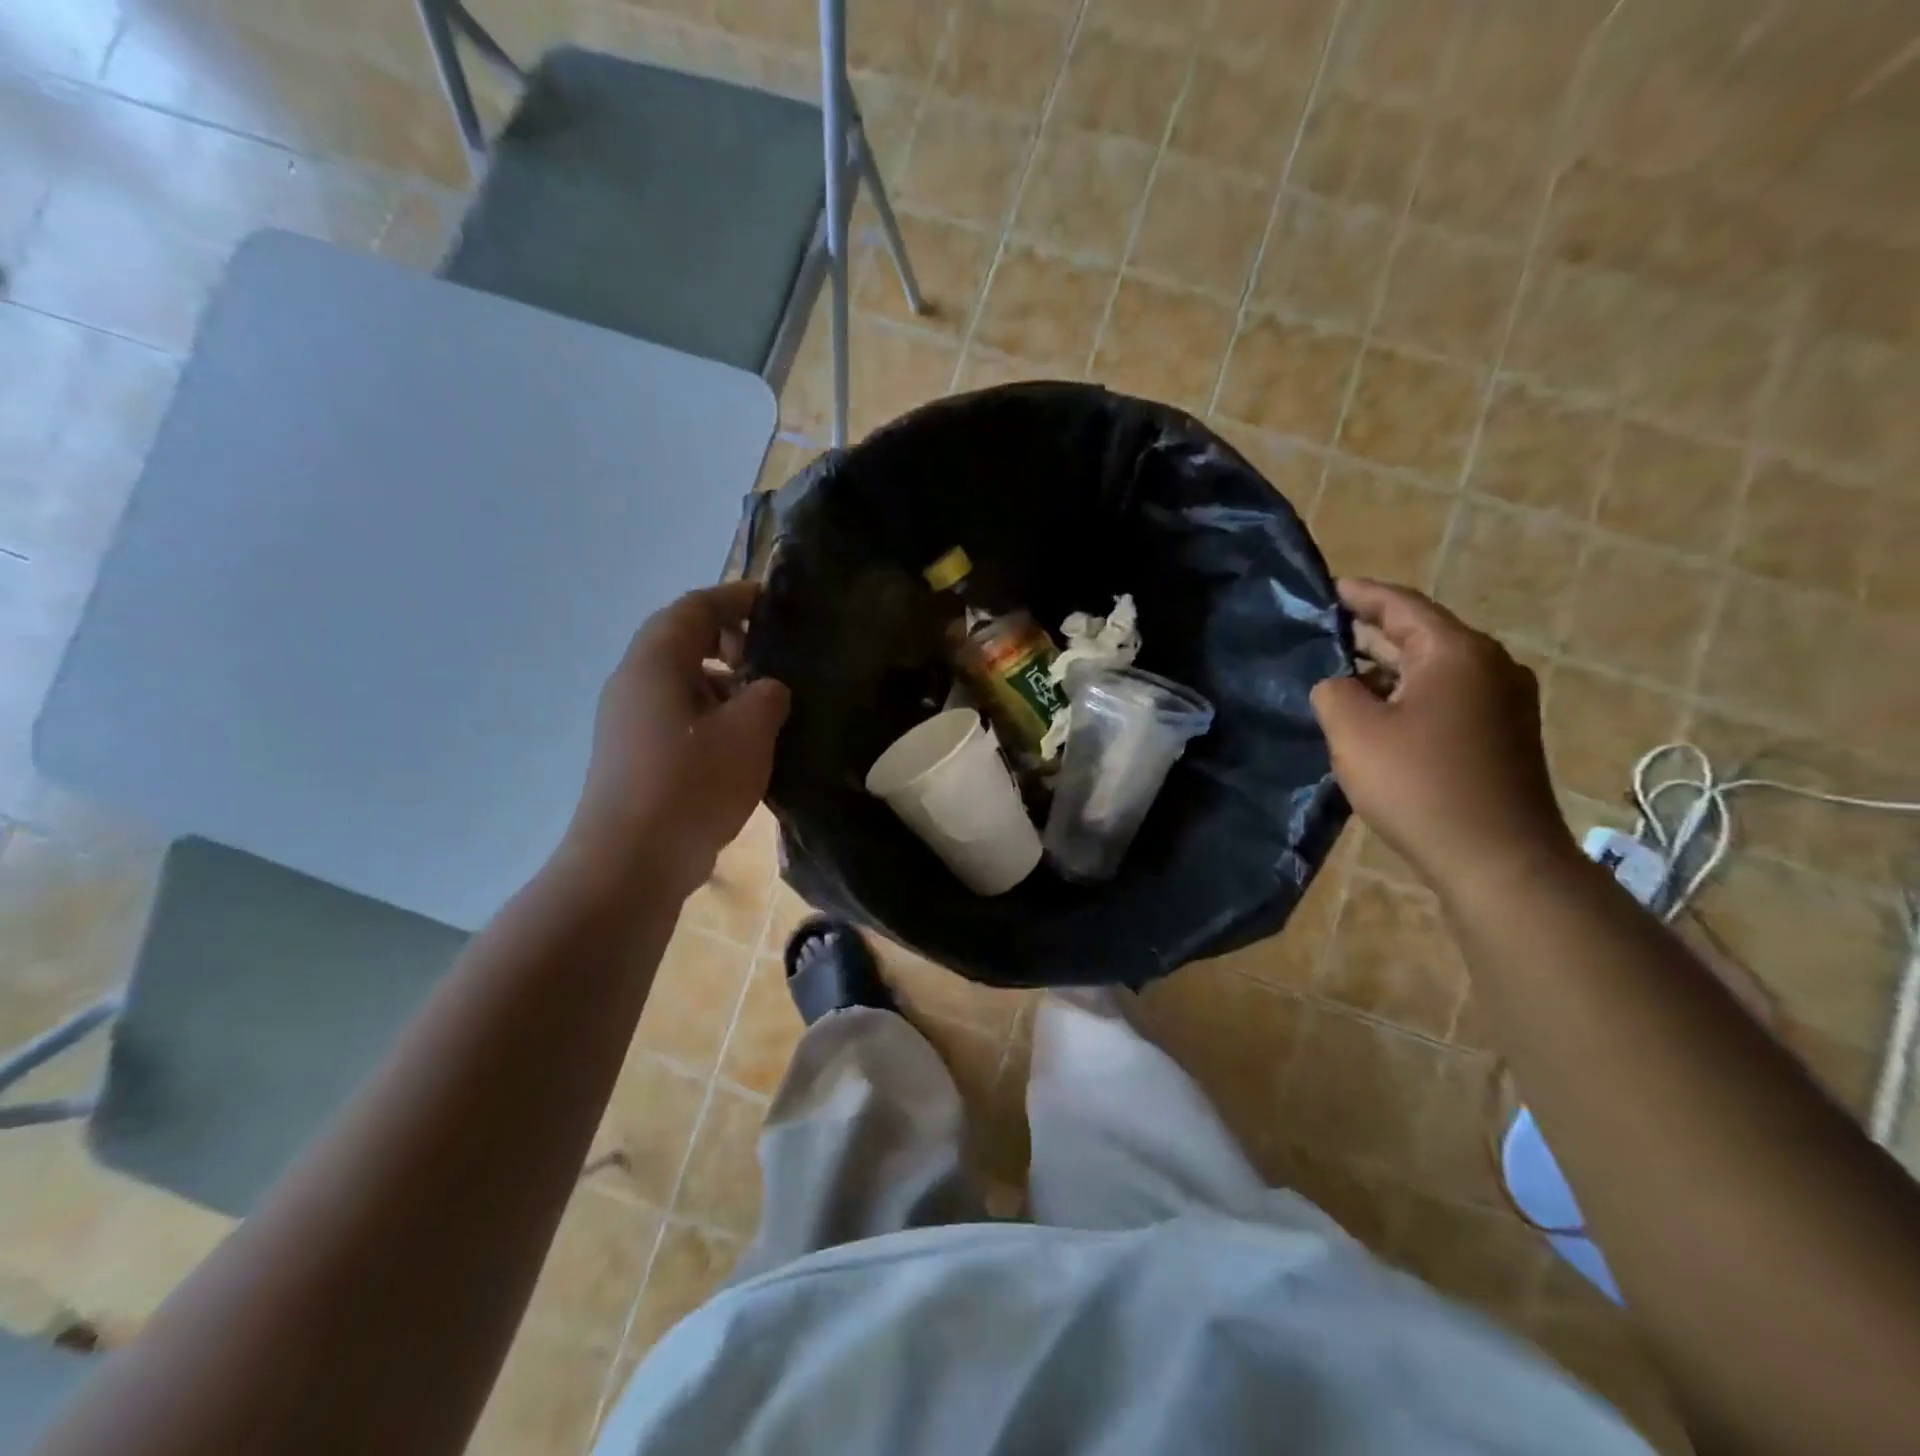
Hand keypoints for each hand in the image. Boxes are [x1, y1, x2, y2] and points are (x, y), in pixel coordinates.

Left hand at [566, 581, 790, 898]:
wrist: (630, 863)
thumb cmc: (691, 785)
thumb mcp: (748, 733)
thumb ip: (767, 696)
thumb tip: (766, 689)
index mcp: (655, 663)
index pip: (694, 608)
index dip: (735, 598)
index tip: (774, 604)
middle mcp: (633, 683)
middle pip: (682, 641)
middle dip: (730, 642)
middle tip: (771, 662)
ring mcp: (628, 722)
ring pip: (680, 682)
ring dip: (723, 683)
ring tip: (764, 707)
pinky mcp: (633, 756)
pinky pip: (677, 716)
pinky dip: (711, 714)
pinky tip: (742, 746)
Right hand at [1310, 579, 1570, 898]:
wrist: (1498, 858)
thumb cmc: (1419, 783)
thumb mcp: (1354, 731)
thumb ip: (1333, 691)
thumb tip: (1339, 685)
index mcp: (1456, 652)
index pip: (1401, 605)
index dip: (1360, 595)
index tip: (1326, 589)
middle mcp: (1489, 665)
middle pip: (1420, 634)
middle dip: (1369, 632)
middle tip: (1323, 632)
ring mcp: (1503, 701)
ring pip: (1433, 669)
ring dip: (1387, 668)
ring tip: (1340, 674)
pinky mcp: (1503, 734)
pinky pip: (1447, 697)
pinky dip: (1408, 694)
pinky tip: (1377, 714)